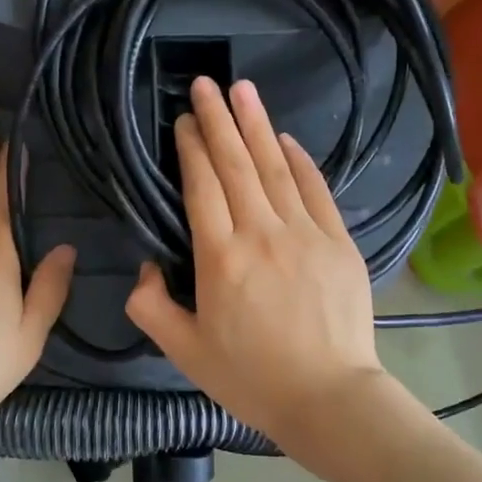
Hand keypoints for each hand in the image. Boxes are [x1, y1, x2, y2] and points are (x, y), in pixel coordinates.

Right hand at [126, 78, 386, 450]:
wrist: (328, 398)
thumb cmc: (251, 379)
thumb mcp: (185, 353)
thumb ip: (152, 308)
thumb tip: (143, 271)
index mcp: (219, 258)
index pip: (201, 187)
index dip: (191, 148)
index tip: (184, 120)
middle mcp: (261, 233)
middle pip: (236, 165)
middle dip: (218, 120)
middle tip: (205, 83)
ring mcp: (305, 234)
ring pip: (276, 168)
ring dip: (257, 126)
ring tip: (243, 90)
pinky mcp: (338, 242)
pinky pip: (316, 190)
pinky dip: (302, 161)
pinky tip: (287, 138)